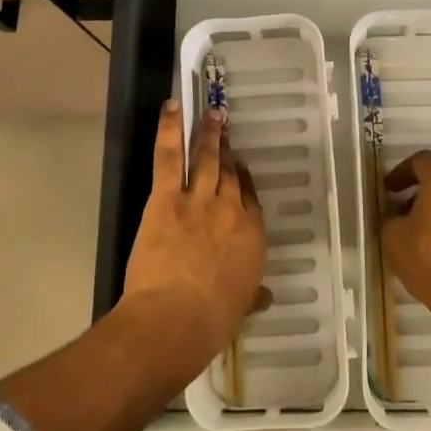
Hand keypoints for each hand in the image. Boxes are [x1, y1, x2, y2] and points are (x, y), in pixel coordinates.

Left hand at [119, 101, 268, 382]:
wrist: (175, 319)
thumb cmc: (211, 322)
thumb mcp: (240, 307)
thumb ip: (252, 295)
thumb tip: (263, 297)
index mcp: (252, 235)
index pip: (250, 197)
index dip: (242, 180)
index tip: (238, 168)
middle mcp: (231, 209)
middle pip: (229, 173)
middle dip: (227, 151)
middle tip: (225, 131)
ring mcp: (199, 198)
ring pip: (206, 158)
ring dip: (208, 133)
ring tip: (212, 114)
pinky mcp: (167, 197)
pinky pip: (169, 156)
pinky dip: (170, 129)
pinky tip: (171, 108)